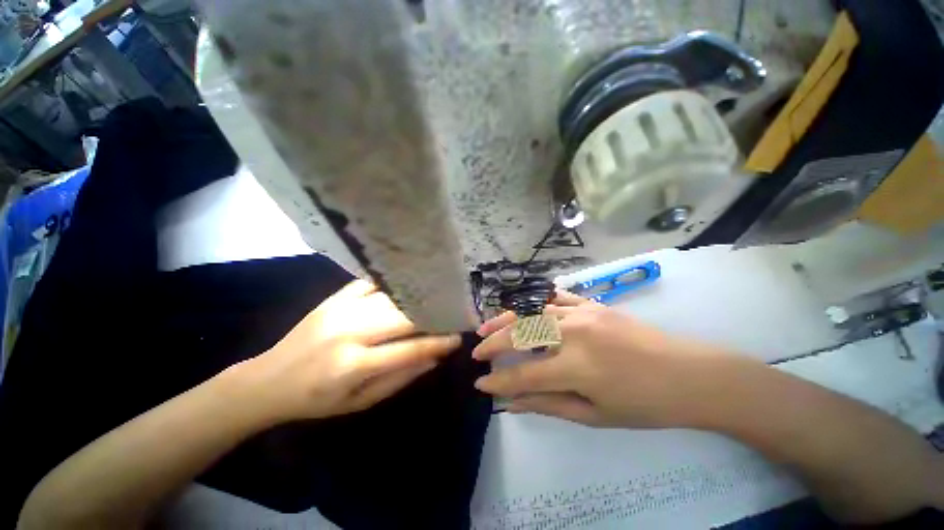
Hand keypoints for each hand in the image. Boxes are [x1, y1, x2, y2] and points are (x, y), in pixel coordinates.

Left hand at [234, 280, 460, 422]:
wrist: (267, 380)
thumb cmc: (315, 400)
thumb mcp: (360, 403)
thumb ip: (400, 379)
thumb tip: (434, 357)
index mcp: (354, 365)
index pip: (409, 350)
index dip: (438, 343)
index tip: (457, 337)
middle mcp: (350, 332)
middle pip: (404, 316)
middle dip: (433, 315)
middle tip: (451, 315)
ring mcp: (340, 310)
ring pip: (391, 298)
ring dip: (417, 299)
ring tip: (435, 301)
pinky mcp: (333, 298)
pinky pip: (370, 284)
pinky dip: (391, 285)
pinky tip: (406, 287)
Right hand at [473, 291, 733, 428]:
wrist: (691, 375)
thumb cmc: (645, 404)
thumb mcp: (595, 415)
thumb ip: (547, 405)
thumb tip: (511, 403)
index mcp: (577, 367)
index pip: (523, 375)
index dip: (499, 381)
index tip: (480, 384)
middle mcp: (574, 334)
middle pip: (521, 334)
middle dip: (494, 343)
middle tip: (476, 352)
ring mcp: (582, 313)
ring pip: (532, 311)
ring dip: (506, 319)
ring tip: (486, 327)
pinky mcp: (591, 304)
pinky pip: (554, 299)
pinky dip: (534, 304)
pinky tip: (522, 310)